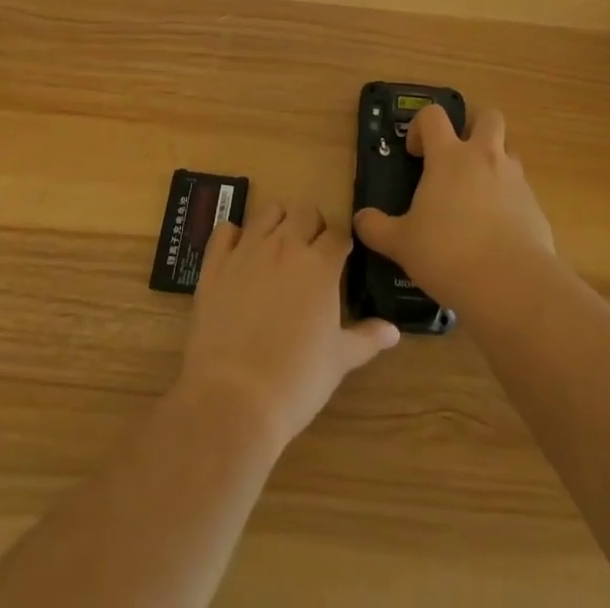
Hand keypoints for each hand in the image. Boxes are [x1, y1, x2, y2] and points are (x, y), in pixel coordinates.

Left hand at [175, 199, 399, 450]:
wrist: (234, 398)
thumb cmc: (296, 380)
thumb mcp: (339, 361)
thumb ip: (367, 338)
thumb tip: (394, 331)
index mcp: (321, 264)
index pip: (338, 234)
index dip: (341, 244)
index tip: (340, 258)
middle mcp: (286, 245)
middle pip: (305, 211)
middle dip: (311, 226)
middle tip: (310, 253)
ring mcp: (248, 250)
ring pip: (267, 210)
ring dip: (276, 222)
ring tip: (276, 247)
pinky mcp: (215, 263)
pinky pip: (225, 230)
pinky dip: (233, 237)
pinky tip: (237, 256)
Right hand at [353, 106, 553, 312]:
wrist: (510, 283)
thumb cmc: (447, 253)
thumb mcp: (402, 244)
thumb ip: (377, 229)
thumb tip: (360, 220)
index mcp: (449, 157)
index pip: (434, 115)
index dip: (421, 126)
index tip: (415, 154)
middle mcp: (485, 157)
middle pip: (488, 117)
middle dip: (474, 128)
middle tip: (458, 158)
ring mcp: (515, 179)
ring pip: (509, 152)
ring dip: (495, 163)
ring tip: (478, 197)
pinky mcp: (536, 206)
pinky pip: (522, 191)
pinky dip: (510, 201)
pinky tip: (498, 232)